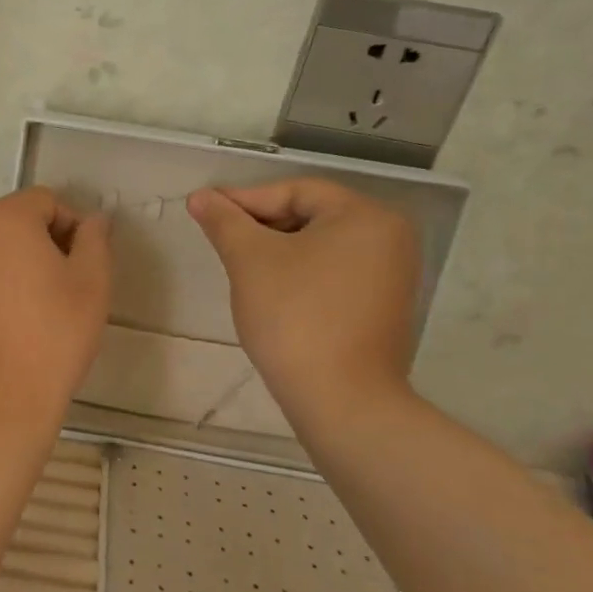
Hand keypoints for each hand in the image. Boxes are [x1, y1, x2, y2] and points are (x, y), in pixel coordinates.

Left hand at [0, 187, 111, 433]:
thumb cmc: (50, 336)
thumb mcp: (92, 285)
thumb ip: (95, 241)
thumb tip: (93, 220)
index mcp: (4, 218)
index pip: (44, 201)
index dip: (70, 226)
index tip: (82, 265)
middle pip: (9, 225)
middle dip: (36, 246)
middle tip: (58, 290)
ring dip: (6, 270)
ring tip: (26, 314)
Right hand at [187, 179, 419, 424]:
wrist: (341, 400)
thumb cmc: (295, 316)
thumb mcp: (250, 260)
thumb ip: (224, 221)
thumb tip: (200, 196)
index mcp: (365, 216)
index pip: (296, 192)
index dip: (246, 199)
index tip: (205, 211)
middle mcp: (389, 237)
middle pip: (311, 216)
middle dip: (262, 226)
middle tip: (221, 239)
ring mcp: (392, 275)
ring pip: (321, 246)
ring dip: (278, 250)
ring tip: (240, 265)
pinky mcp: (383, 307)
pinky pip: (334, 273)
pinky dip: (300, 273)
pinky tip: (271, 292)